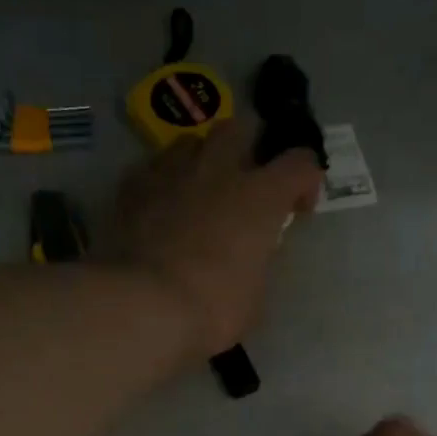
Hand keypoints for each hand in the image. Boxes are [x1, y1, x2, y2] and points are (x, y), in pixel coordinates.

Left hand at [103, 119, 324, 358]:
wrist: (141, 306)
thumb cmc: (211, 308)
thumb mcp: (254, 296)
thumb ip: (257, 262)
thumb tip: (249, 256)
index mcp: (260, 196)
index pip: (300, 163)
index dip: (305, 182)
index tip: (298, 210)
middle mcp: (218, 170)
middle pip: (241, 127)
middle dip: (249, 148)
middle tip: (246, 183)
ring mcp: (170, 173)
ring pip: (191, 141)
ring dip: (202, 160)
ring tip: (198, 192)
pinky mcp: (131, 188)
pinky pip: (151, 169)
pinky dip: (162, 183)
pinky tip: (159, 209)